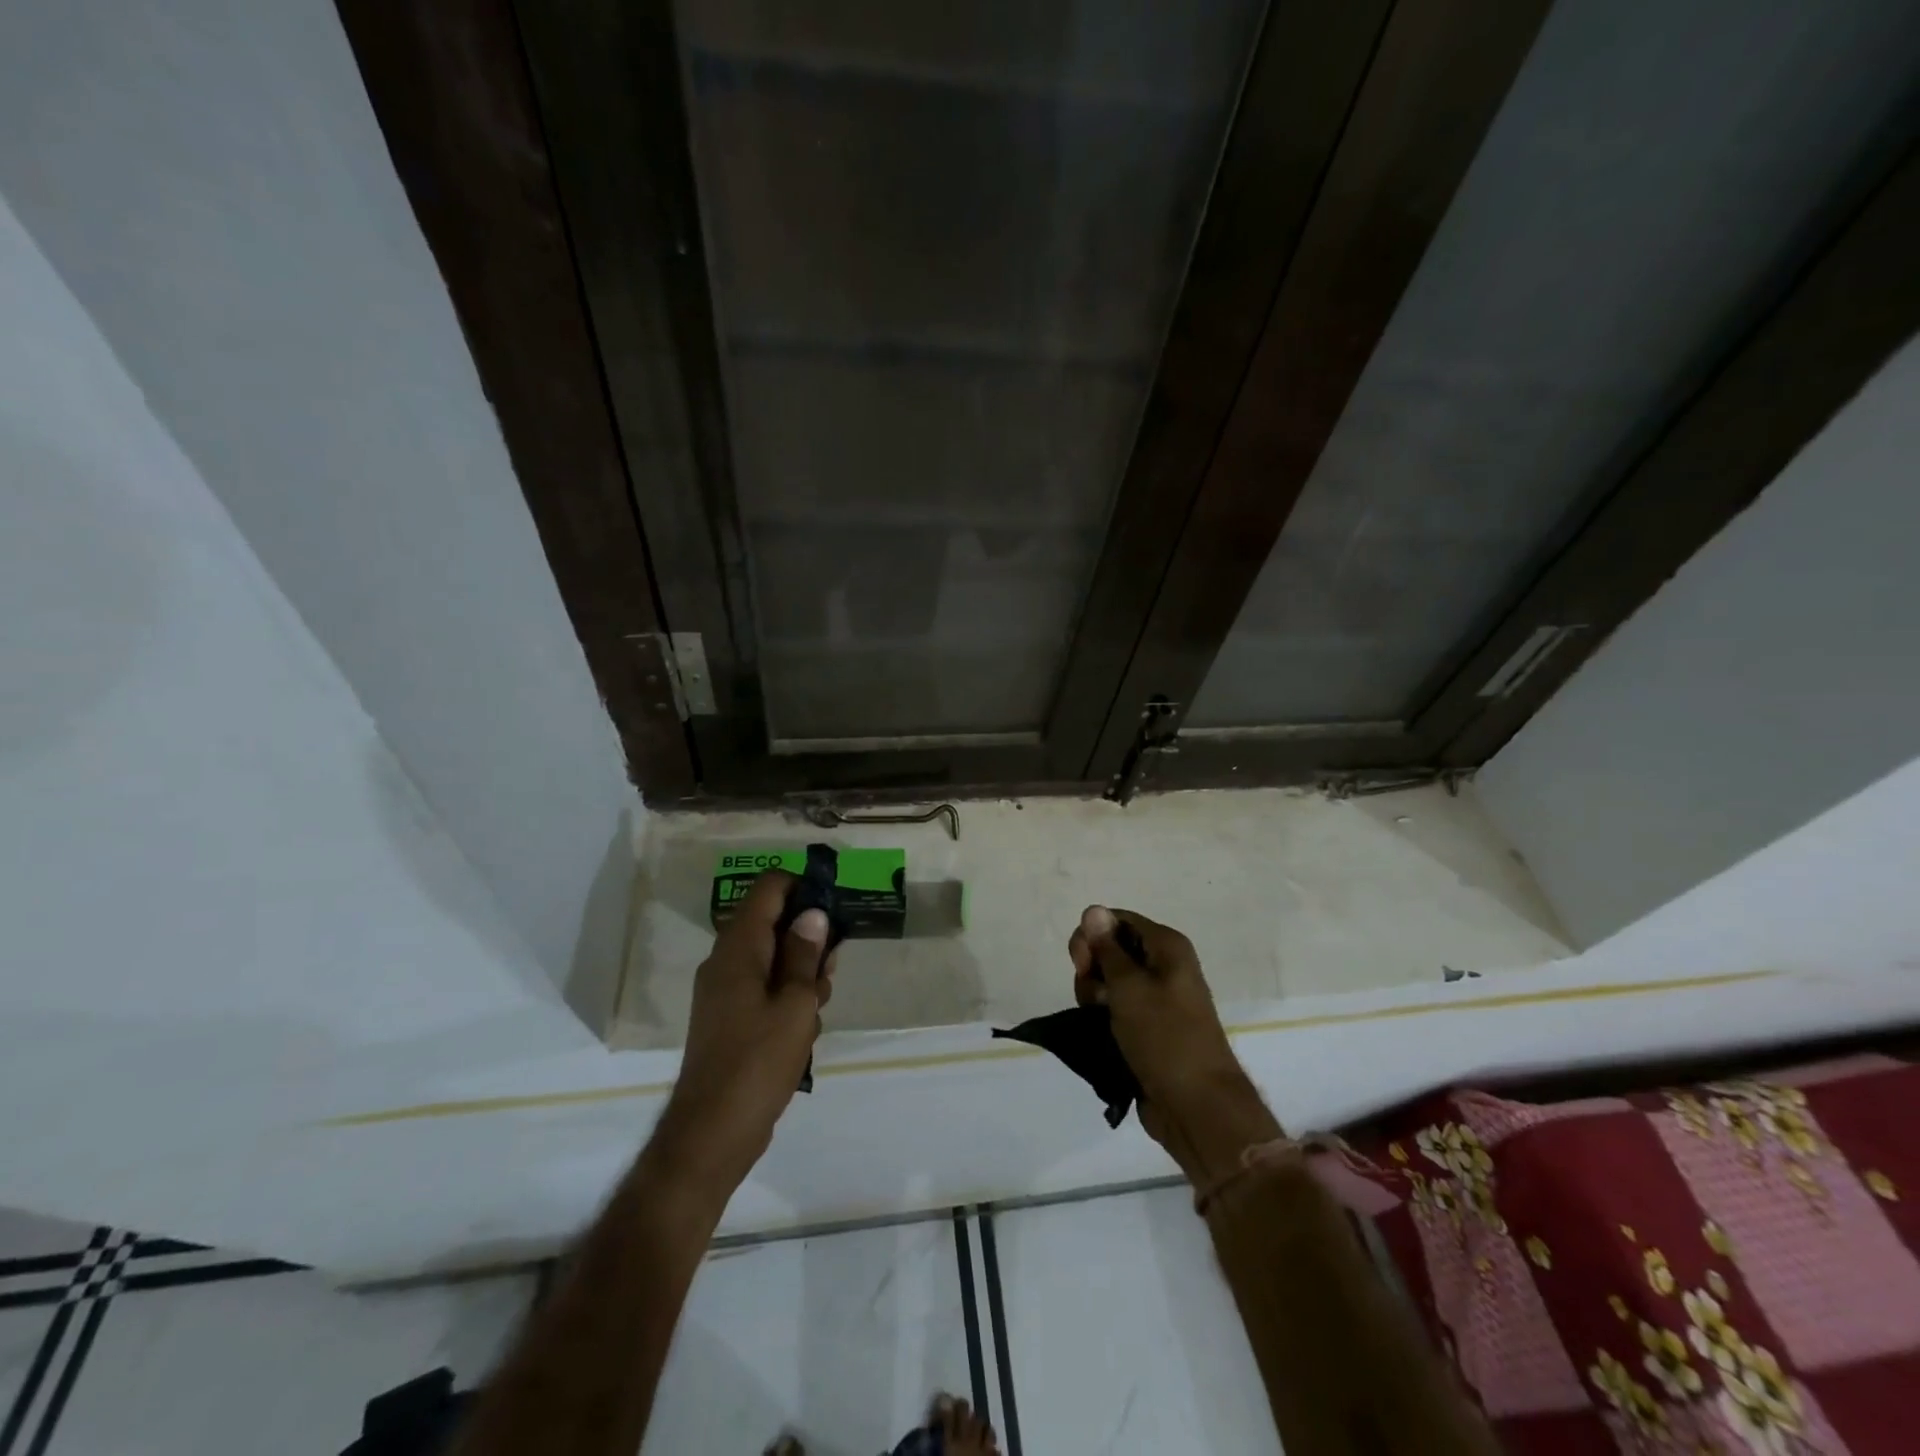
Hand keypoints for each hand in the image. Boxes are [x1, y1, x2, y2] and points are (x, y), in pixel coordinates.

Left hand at [652, 871, 835, 1194]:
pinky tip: (804, 1027)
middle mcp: (725, 960)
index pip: (768, 888)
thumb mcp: (797, 1004)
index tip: (834, 909)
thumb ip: (806, 955)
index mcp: (738, 947)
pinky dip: (786, 995)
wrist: (712, 1133)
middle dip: (807, 937)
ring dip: (800, 971)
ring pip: (770, 957)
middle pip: (771, 922)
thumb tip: (812, 914)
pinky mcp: (728, 1016)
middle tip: (832, 967)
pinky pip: (762, 987)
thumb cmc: (759, 1061)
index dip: (802, 887)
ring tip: (820, 1003)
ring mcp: (723, 990)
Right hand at [1069, 905, 1279, 1186]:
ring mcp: (1155, 997)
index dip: (1092, 936)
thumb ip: (1107, 948)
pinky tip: (1102, 1032)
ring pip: (1107, 981)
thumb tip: (1093, 909)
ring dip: (1095, 997)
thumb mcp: (1129, 987)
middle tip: (1096, 998)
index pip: (1116, 919)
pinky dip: (1103, 1016)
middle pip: (1109, 949)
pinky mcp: (1147, 1025)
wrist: (1196, 1106)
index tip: (1082, 964)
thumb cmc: (1165, 1037)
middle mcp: (1163, 965)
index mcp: (1167, 946)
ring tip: (1102, 1022)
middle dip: (1092, 970)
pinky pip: (1115, 1007)